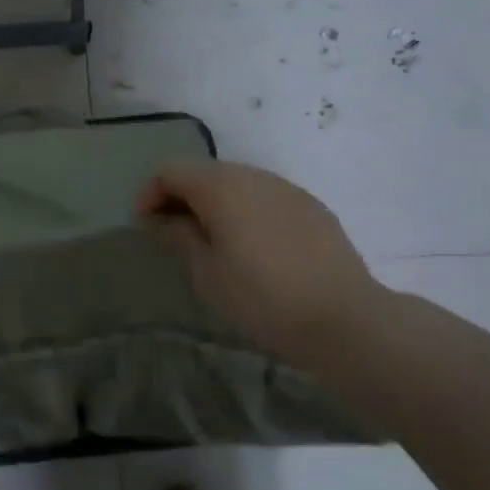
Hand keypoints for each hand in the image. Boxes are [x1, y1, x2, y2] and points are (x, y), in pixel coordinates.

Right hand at [138, 161, 385, 363]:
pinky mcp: (311, 206)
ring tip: (212, 239)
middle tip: (173, 232)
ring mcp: (286, 188)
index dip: (150, 193)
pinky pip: (265, 197)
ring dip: (215, 202)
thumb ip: (179, 237)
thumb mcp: (207, 273)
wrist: (344, 318)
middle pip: (204, 172)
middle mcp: (253, 175)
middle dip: (182, 196)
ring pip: (237, 182)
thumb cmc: (262, 297)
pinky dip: (246, 210)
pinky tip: (252, 245)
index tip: (145, 225)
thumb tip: (163, 219)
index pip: (171, 171)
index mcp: (221, 186)